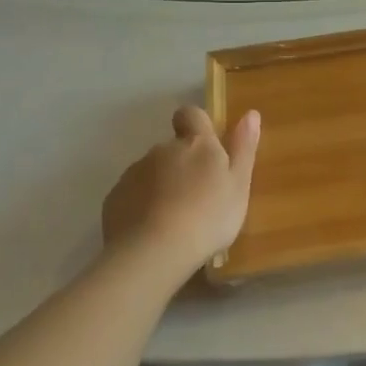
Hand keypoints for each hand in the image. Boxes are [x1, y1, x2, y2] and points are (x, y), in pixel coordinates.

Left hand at [101, 107, 259, 280]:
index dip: (197, 124)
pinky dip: (143, 205)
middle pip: (173, 147)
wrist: (152, 252)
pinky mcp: (114, 198)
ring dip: (163, 185)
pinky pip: (133, 194)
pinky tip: (153, 230)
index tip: (207, 147)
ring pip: (152, 171)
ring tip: (176, 218)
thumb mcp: (238, 185)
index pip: (191, 115)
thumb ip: (243, 148)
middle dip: (183, 164)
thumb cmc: (208, 216)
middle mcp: (162, 150)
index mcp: (197, 144)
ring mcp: (134, 173)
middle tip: (199, 196)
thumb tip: (250, 113)